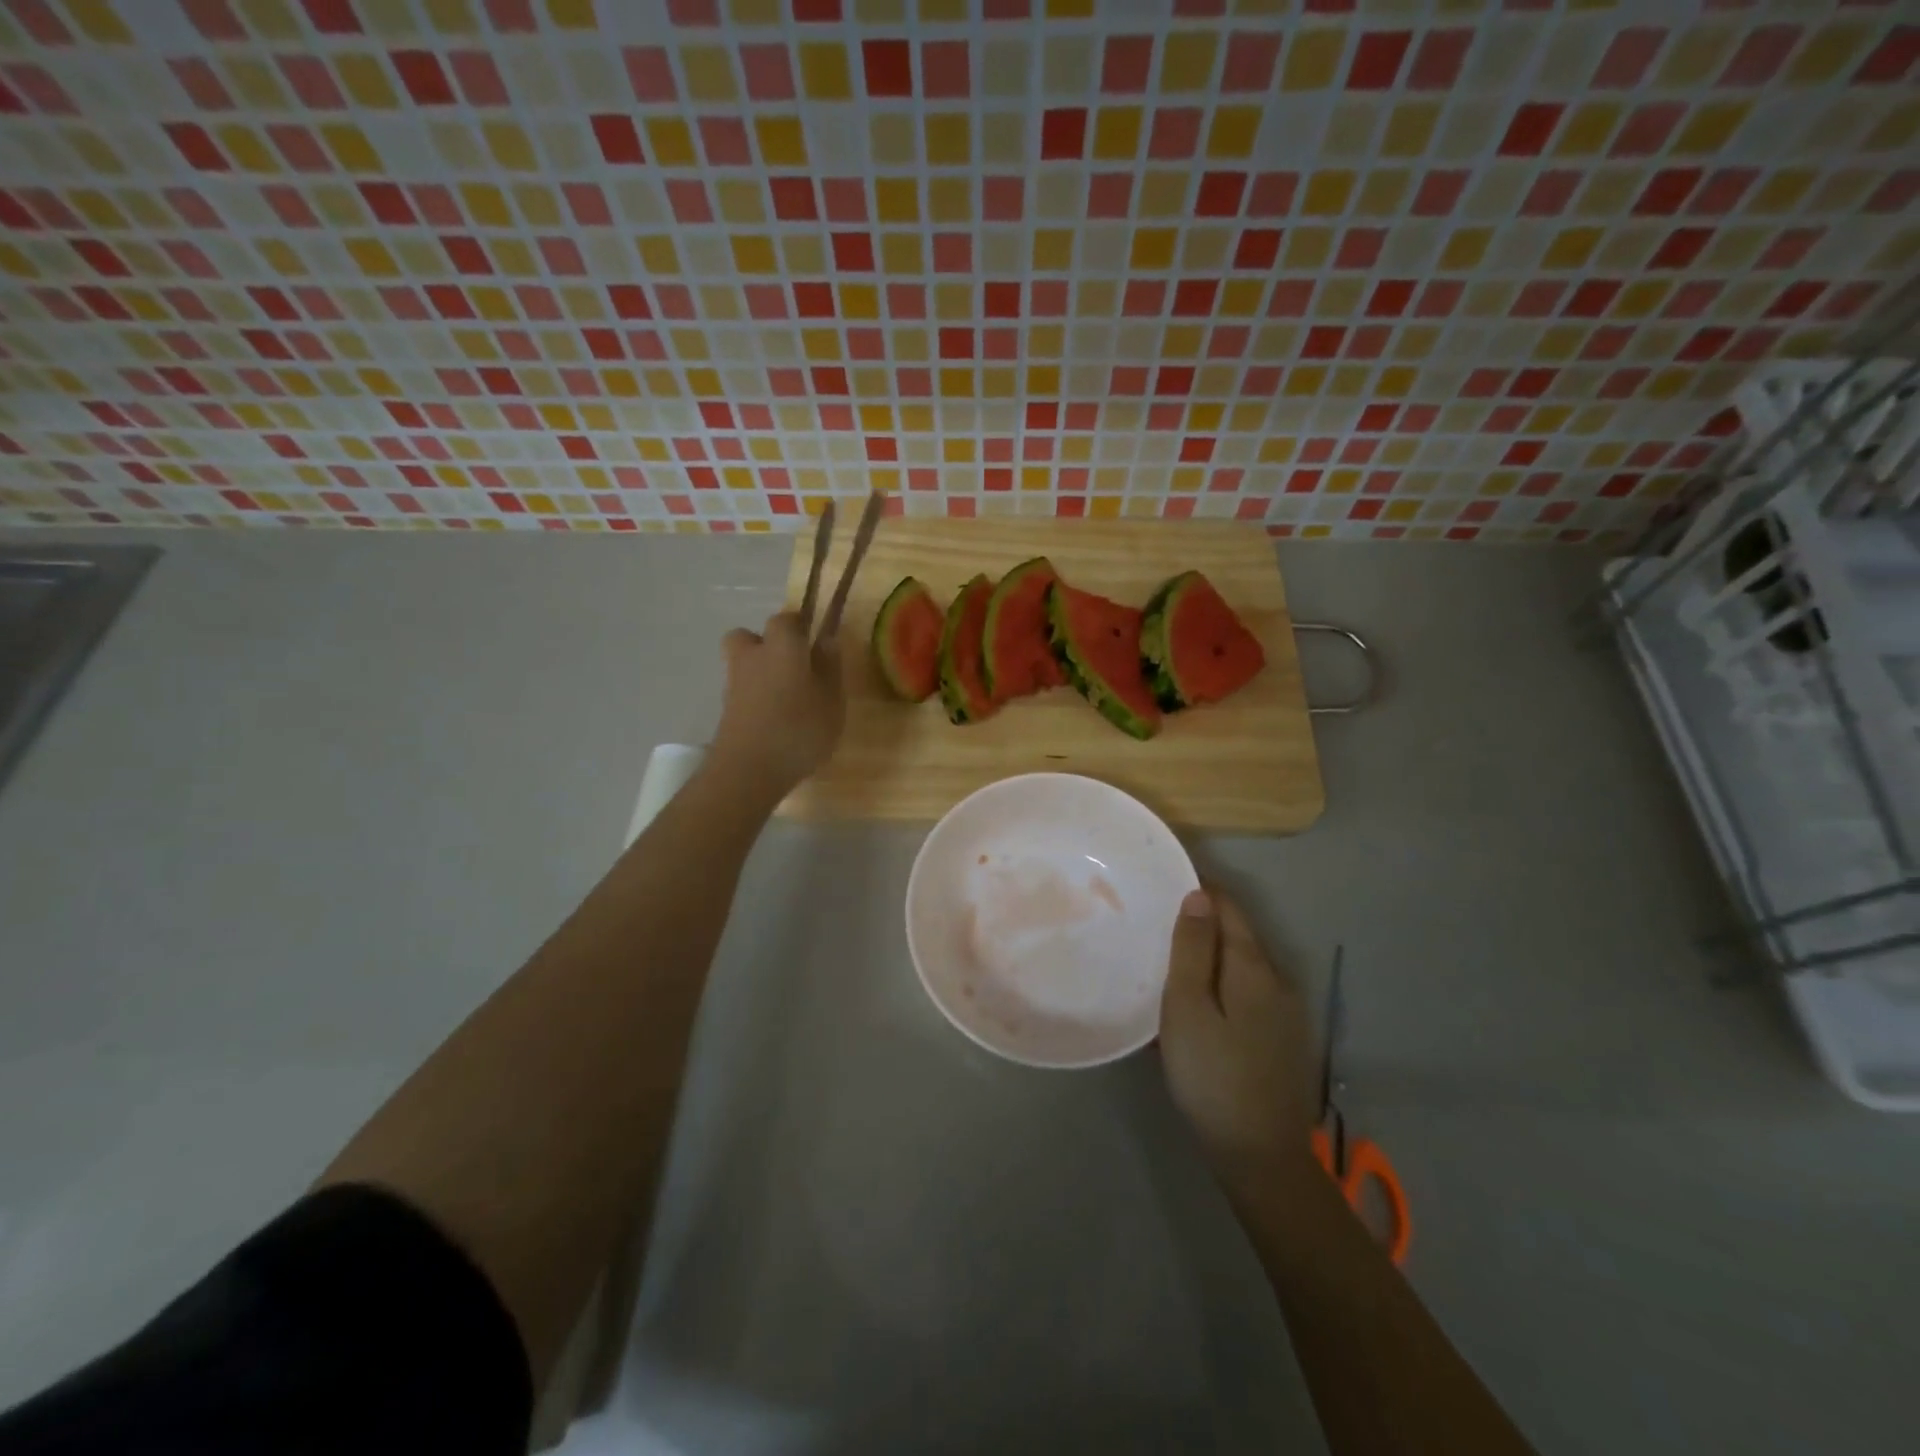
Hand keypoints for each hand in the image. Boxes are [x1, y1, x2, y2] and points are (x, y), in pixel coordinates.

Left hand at [710, 612, 844, 796]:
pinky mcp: (725, 710)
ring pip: (743, 663)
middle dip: (768, 644)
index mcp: (782, 646)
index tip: (815, 641)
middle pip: (750, 636)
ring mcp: (734, 684)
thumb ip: (829, 667)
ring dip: (760, 672)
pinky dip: (755, 698)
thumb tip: (827, 638)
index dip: (800, 626)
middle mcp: (753, 656)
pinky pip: (742, 691)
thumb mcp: (831, 700)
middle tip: (793, 666)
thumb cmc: (799, 729)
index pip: (787, 619)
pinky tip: (774, 720)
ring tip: (787, 698)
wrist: (747, 770)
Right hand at [1160, 888, 1318, 1198]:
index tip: (1162, 886)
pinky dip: (1218, 986)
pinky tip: (1194, 1007)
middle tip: (1155, 923)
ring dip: (1208, 957)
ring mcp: (1284, 1013)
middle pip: (1237, 935)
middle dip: (1201, 923)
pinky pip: (1245, 994)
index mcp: (1254, 967)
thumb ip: (1192, 948)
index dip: (1199, 890)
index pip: (1228, 907)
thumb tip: (1199, 895)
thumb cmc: (1212, 1074)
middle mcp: (1277, 981)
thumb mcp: (1188, 1007)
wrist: (1259, 1155)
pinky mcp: (1280, 1040)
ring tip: (1167, 962)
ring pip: (1240, 967)